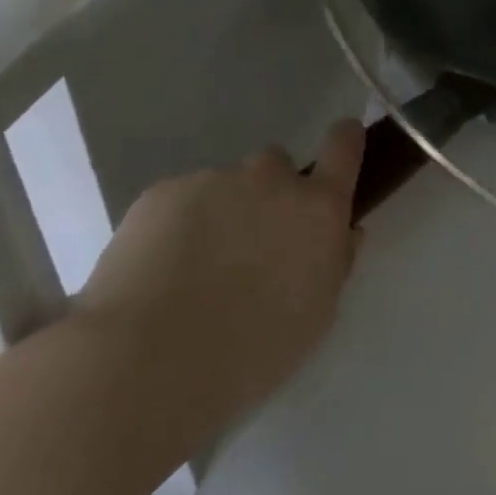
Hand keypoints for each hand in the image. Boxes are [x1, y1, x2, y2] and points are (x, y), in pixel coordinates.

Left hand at [76, 121, 365, 423]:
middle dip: (269, 193)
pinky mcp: (161, 192)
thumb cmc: (253, 350)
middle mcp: (270, 181)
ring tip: (193, 269)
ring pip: (224, 186)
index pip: (343, 150)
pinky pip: (180, 199)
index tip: (343, 136)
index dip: (345, 140)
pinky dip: (177, 225)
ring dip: (221, 212)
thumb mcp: (316, 314)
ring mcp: (213, 180)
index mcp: (318, 210)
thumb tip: (344, 232)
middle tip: (250, 242)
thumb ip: (335, 262)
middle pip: (276, 166)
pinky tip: (158, 270)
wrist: (150, 358)